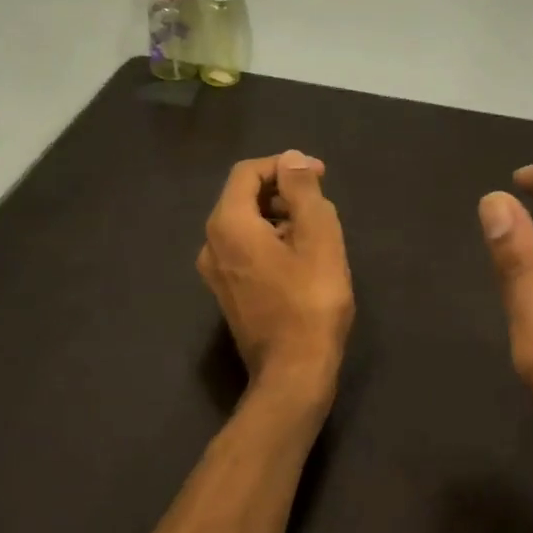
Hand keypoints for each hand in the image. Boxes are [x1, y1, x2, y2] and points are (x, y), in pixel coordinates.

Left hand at [197, 151, 353, 397]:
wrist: (293, 372)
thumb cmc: (311, 301)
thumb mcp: (318, 237)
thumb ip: (303, 190)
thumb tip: (292, 159)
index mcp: (228, 224)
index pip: (247, 172)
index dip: (284, 166)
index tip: (320, 175)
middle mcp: (211, 243)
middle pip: (243, 198)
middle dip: (282, 191)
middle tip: (321, 204)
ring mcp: (215, 272)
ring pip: (245, 225)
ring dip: (279, 218)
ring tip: (316, 233)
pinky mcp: (227, 293)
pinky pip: (244, 250)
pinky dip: (270, 242)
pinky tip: (300, 260)